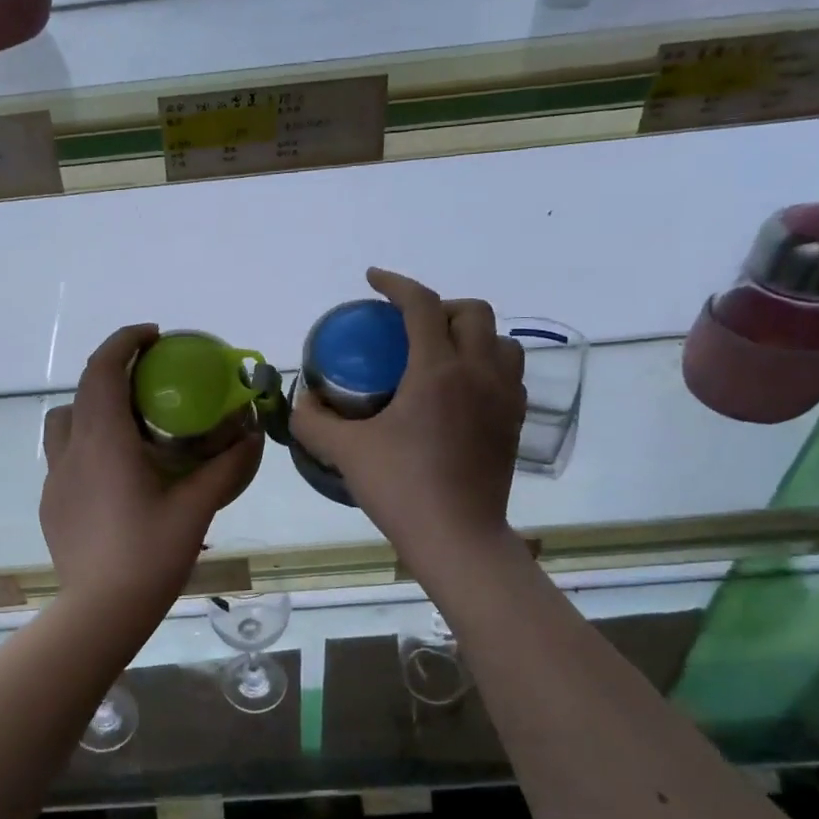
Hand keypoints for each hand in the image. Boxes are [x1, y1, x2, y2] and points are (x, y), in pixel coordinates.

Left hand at [41, 324, 262, 618]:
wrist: (100, 612)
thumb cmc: (149, 554)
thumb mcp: (196, 508)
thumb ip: (226, 467)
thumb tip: (252, 436)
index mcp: (104, 440)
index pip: (103, 370)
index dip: (125, 342)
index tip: (154, 336)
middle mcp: (72, 450)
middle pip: (82, 390)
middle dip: (113, 371)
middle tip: (150, 380)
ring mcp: (54, 478)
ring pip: (64, 422)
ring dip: (92, 408)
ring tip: (127, 427)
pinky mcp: (50, 503)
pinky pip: (64, 457)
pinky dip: (87, 446)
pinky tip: (114, 476)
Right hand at [290, 268, 525, 565]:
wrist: (457, 538)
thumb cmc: (401, 488)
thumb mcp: (345, 452)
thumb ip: (314, 421)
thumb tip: (302, 400)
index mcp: (437, 370)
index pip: (422, 305)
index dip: (396, 283)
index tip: (373, 280)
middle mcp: (478, 372)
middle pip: (473, 311)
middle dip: (440, 305)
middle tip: (409, 326)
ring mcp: (504, 398)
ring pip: (501, 340)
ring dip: (471, 333)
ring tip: (441, 353)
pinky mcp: (515, 423)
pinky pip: (510, 373)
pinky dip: (487, 364)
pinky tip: (462, 389)